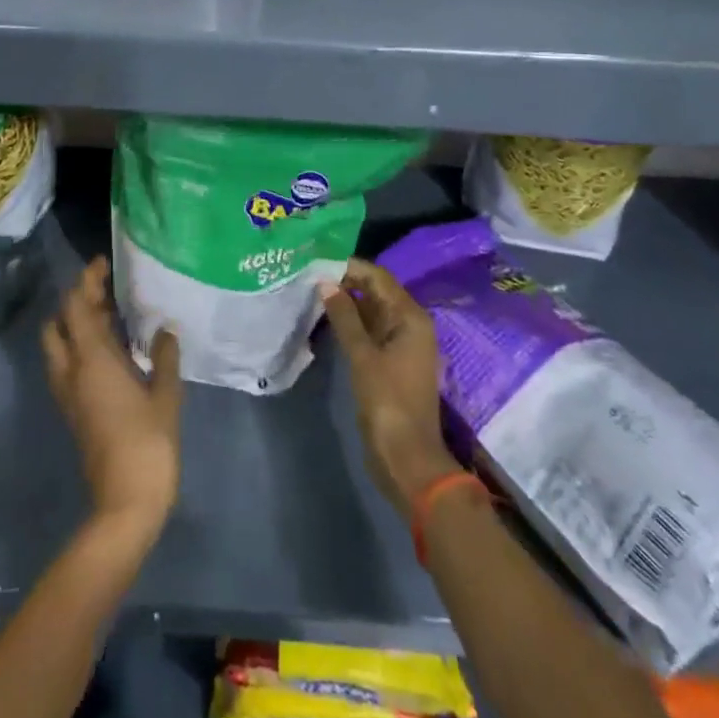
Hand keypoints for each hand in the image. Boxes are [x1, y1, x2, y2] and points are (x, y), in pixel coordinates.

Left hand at [42, 258, 182, 544]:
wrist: (124, 505)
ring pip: (60, 344)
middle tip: (107, 290)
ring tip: (112, 314)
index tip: (104, 263)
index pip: (77, 306)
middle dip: (77, 300)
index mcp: (92, 360)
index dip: (86, 280)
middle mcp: (72, 370)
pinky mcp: (74, 410)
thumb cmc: (148, 446)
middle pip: (60, 322)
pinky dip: (82, 346)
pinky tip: (114, 348)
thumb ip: (164, 358)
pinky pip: (69, 364)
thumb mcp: (166, 397)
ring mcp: (69, 392)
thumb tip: (165, 330)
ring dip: (77, 323)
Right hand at [320, 259, 460, 515]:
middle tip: (308, 274)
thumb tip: (325, 282)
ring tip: (311, 291)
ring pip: (371, 311)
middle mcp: (409, 324)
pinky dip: (350, 323)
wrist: (407, 459)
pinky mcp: (389, 362)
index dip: (349, 266)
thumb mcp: (362, 356)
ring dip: (345, 302)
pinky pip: (369, 331)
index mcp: (410, 317)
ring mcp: (400, 345)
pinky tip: (325, 318)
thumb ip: (344, 316)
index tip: (317, 259)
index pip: (378, 277)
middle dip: (345, 282)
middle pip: (376, 292)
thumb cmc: (388, 402)